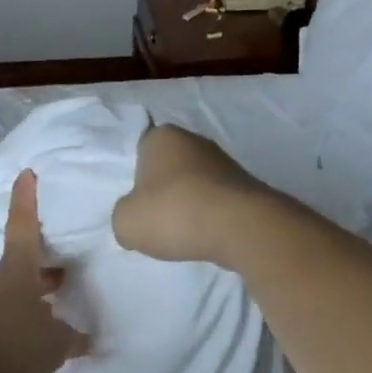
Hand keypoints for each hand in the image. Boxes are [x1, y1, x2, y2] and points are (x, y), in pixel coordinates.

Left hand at [0, 170, 90, 372]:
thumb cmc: (12, 343)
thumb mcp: (55, 344)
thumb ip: (75, 339)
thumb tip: (89, 338)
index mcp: (19, 270)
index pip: (24, 225)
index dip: (27, 199)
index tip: (26, 173)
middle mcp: (1, 279)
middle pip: (26, 258)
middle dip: (48, 256)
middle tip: (72, 254)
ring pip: (20, 283)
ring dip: (40, 285)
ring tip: (65, 292)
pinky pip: (13, 306)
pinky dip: (30, 308)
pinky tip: (46, 326)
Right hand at [111, 125, 271, 266]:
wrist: (240, 228)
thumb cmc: (174, 213)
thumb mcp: (125, 222)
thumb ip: (123, 216)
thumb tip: (136, 219)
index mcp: (162, 137)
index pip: (140, 151)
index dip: (135, 177)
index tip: (136, 203)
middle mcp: (195, 141)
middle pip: (169, 167)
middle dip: (163, 191)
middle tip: (155, 219)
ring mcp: (225, 162)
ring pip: (195, 184)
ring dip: (188, 204)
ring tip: (181, 233)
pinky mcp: (247, 186)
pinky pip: (217, 201)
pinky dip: (210, 216)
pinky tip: (205, 235)